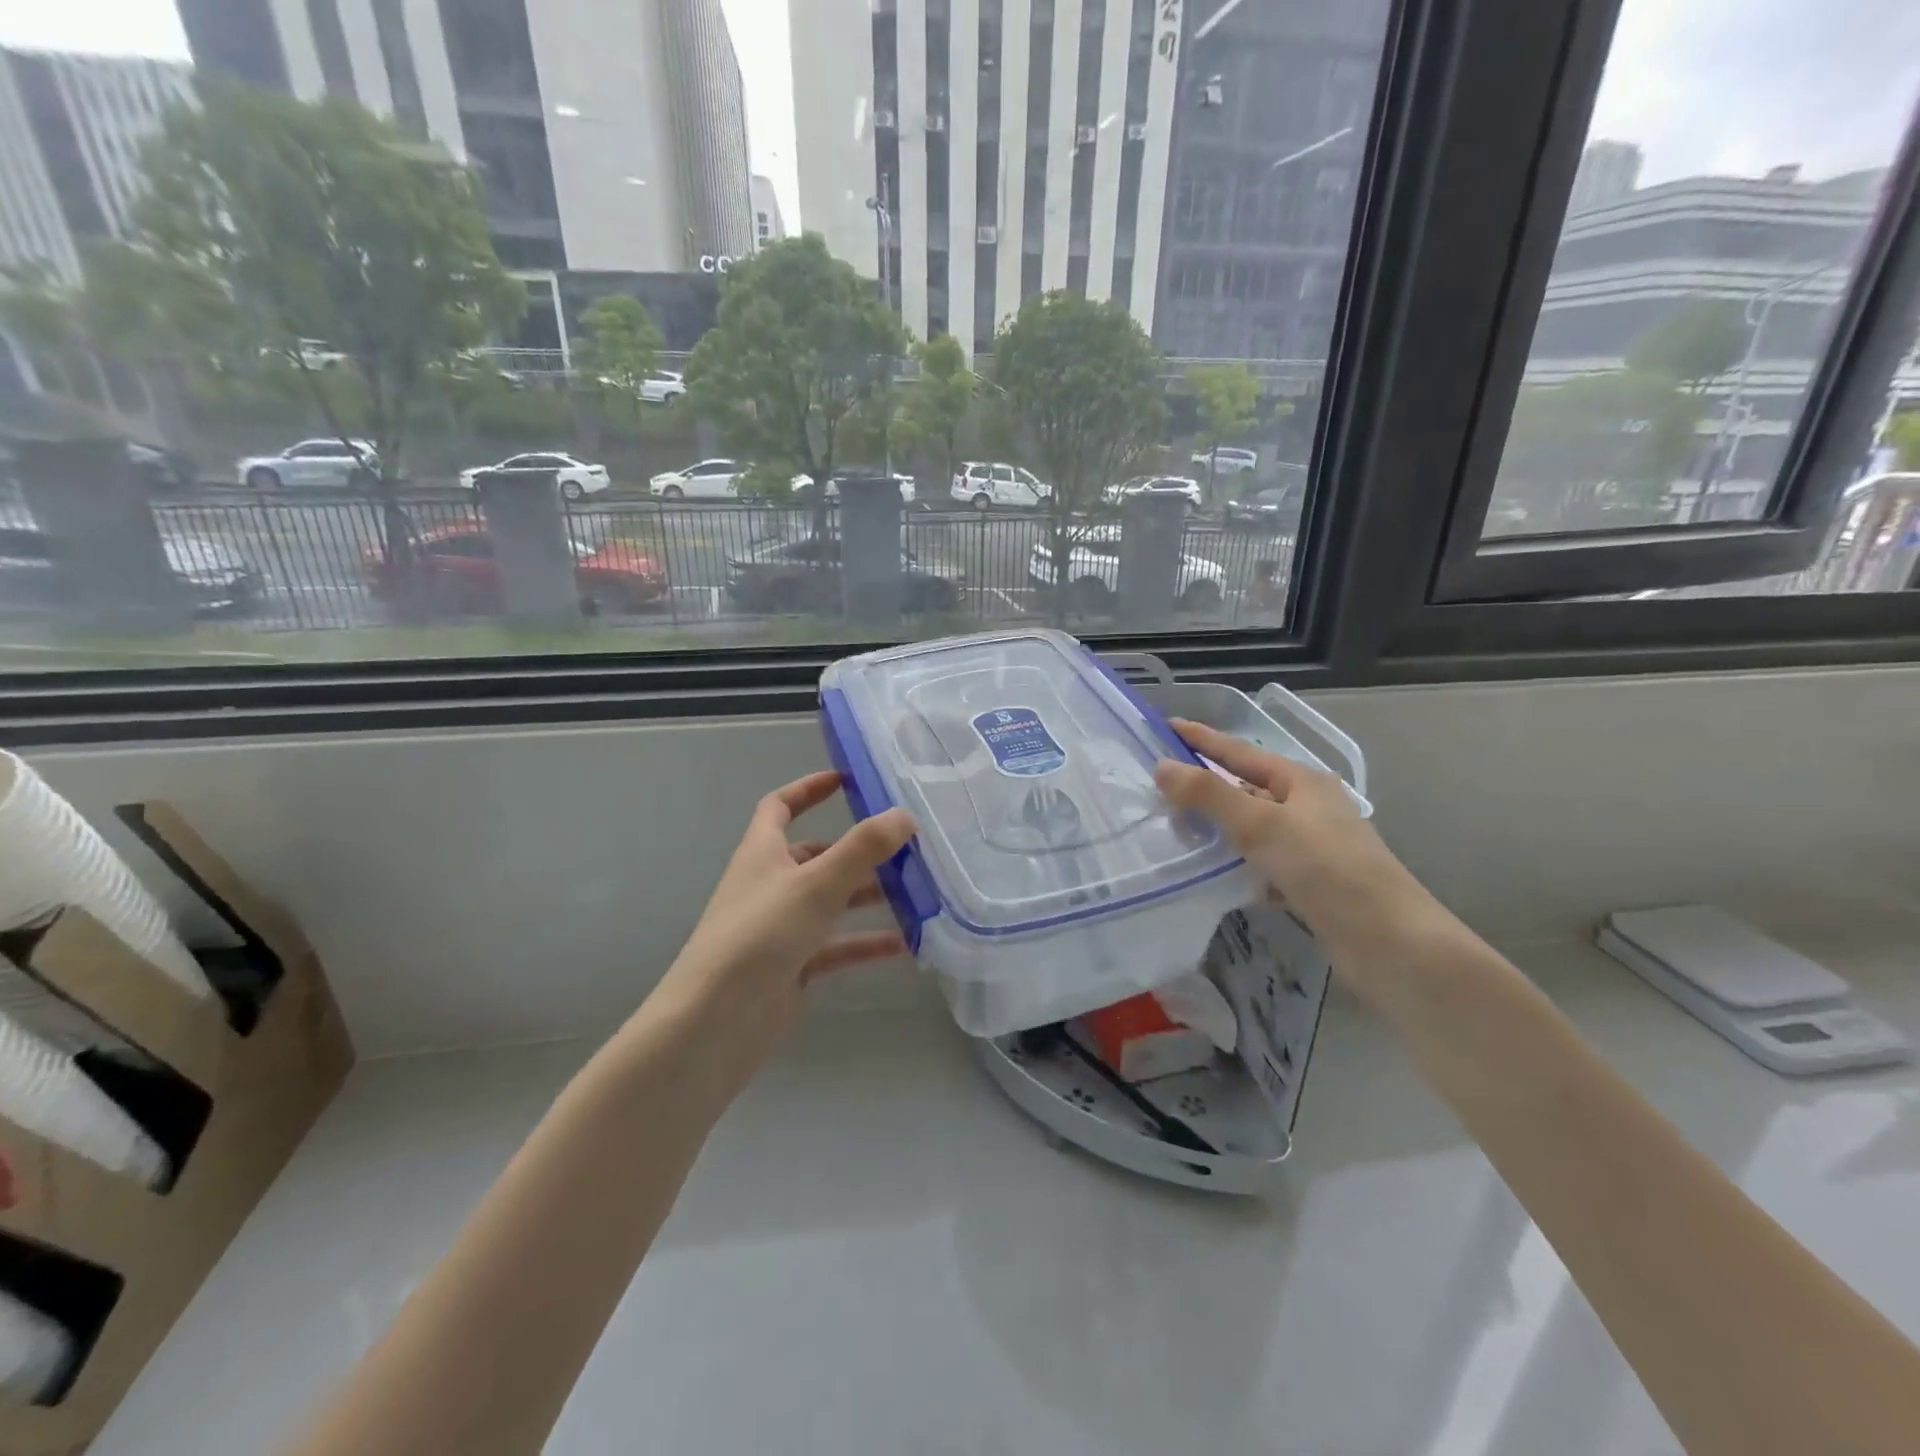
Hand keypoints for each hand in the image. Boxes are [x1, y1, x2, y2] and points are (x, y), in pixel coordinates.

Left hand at [647, 771, 915, 1087]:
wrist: (713, 1025)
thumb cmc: (759, 937)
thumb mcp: (815, 884)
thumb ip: (862, 848)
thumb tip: (905, 815)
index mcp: (761, 854)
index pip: (779, 807)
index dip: (808, 789)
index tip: (846, 781)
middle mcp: (769, 886)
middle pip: (815, 857)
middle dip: (857, 851)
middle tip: (904, 848)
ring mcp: (779, 930)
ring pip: (830, 903)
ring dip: (867, 896)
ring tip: (916, 893)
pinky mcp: (791, 968)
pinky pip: (835, 947)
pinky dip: (865, 944)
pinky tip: (904, 946)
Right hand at [1152, 719, 1439, 966]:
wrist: (1388, 942)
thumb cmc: (1326, 869)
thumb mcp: (1262, 825)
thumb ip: (1210, 795)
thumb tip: (1162, 765)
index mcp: (1302, 782)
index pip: (1240, 752)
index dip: (1203, 740)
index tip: (1167, 727)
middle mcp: (1308, 808)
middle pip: (1245, 789)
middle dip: (1205, 788)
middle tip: (1159, 788)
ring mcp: (1310, 846)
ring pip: (1251, 829)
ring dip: (1218, 829)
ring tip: (1175, 830)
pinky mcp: (1308, 882)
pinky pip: (1260, 862)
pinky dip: (1236, 864)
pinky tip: (1212, 873)